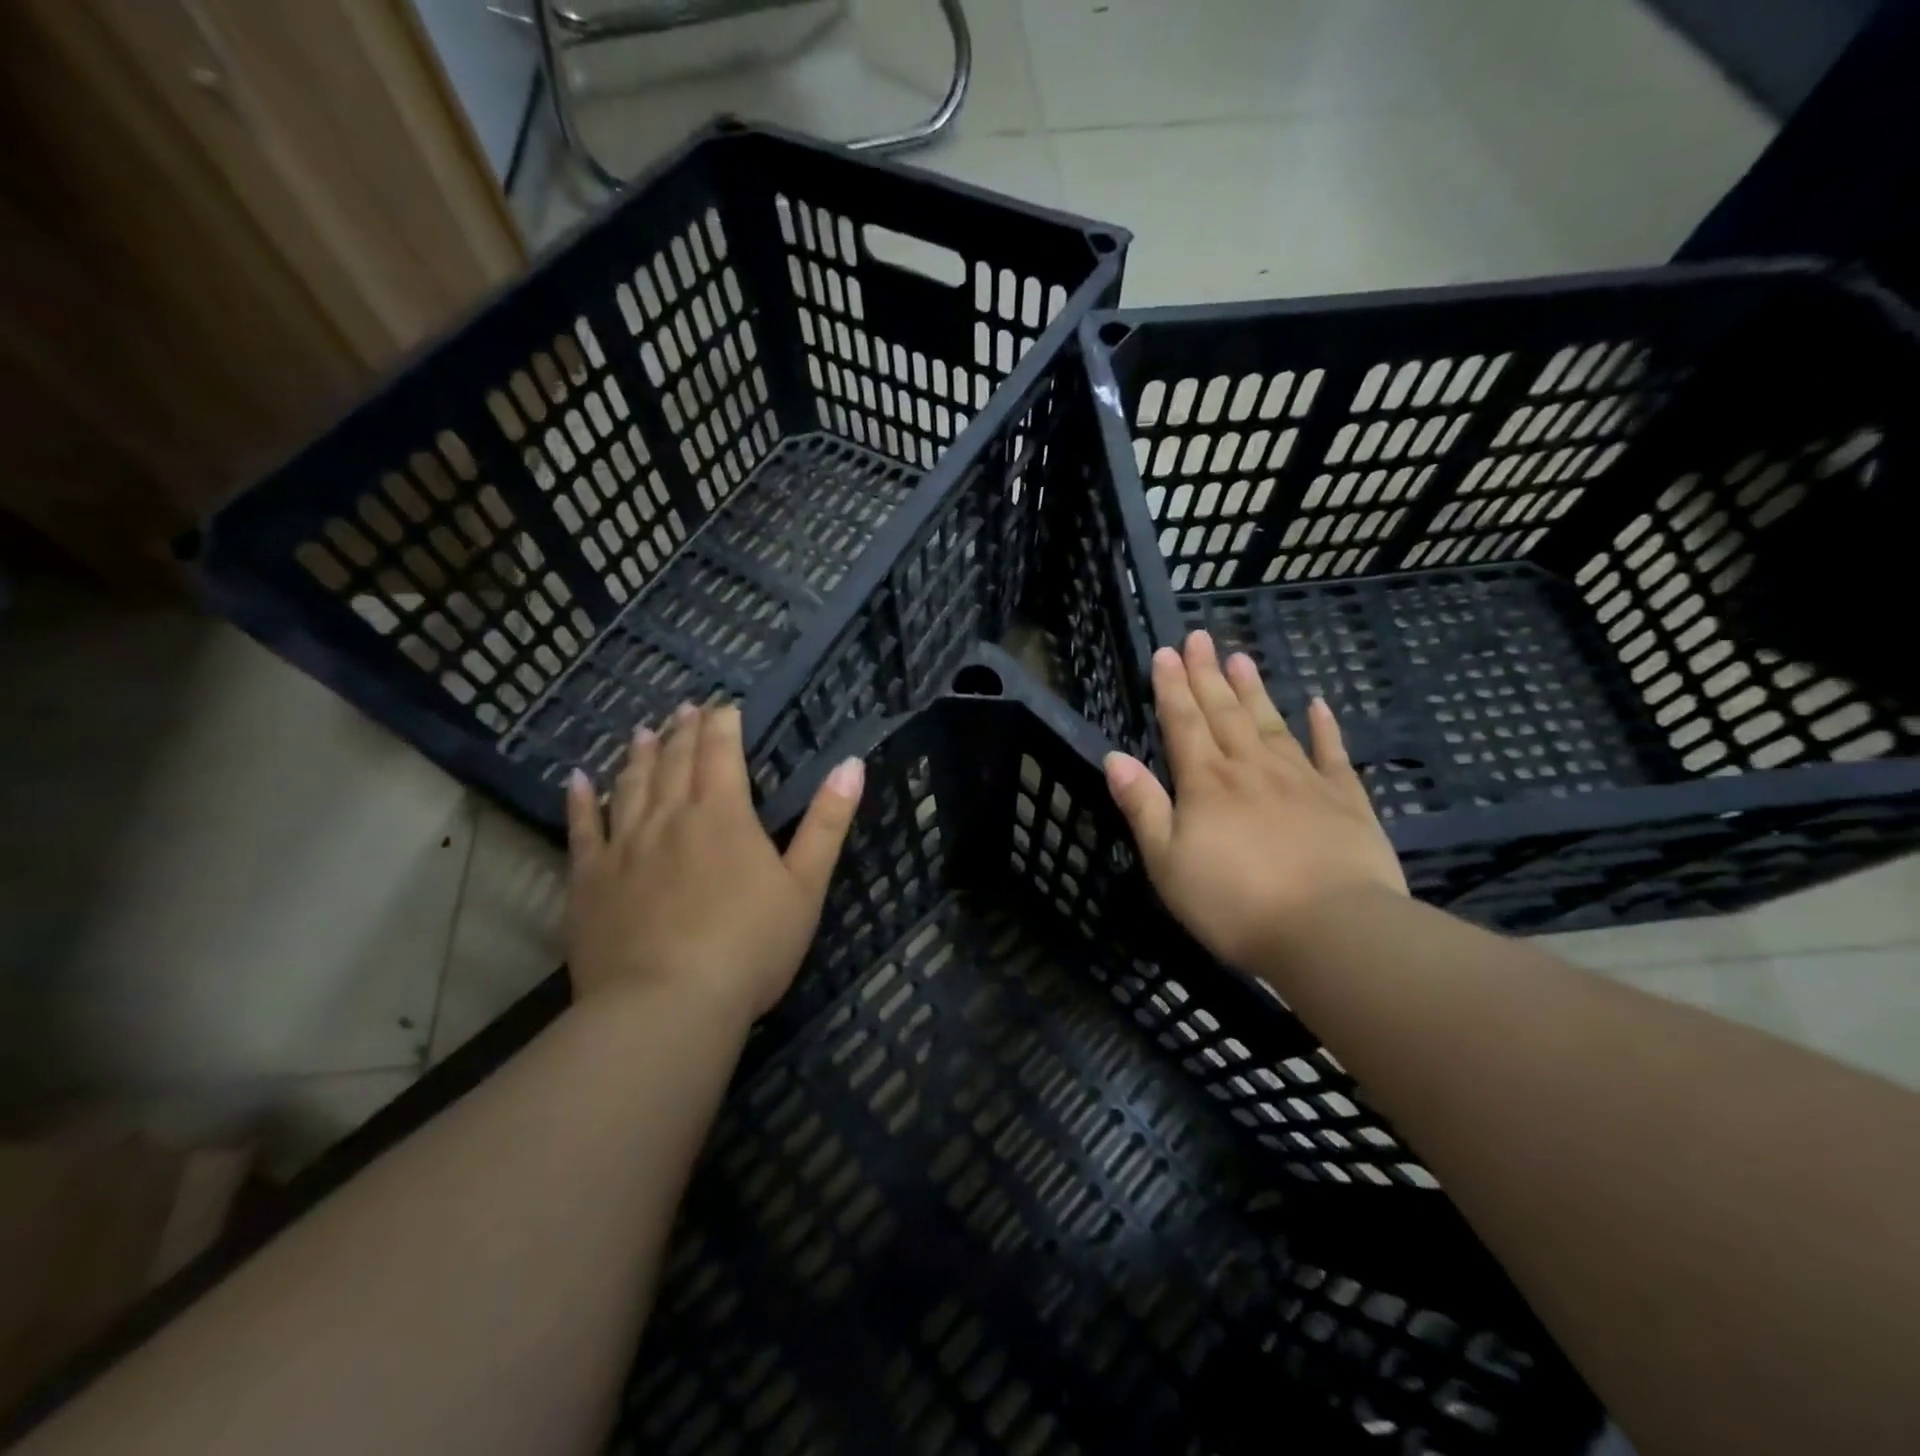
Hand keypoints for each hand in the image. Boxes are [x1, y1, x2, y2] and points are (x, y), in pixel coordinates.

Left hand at [564, 702, 864, 1022]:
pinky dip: (580, 801)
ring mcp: (623, 847)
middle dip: (683, 731)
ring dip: (638, 755)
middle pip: (675, 762)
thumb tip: (851, 764)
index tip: (723, 706)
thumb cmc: (749, 947)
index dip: (722, 725)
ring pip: (630, 786)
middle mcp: (669, 818)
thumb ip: (827, 823)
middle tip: (684, 708)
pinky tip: (576, 780)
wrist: (666, 1007)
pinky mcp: (589, 881)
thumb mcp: (806, 886)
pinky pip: (581, 829)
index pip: (721, 753)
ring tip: (643, 732)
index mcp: (723, 816)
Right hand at [1104, 632, 1406, 973]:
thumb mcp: (1167, 863)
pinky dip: (1324, 726)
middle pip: (1224, 712)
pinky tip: (1318, 703)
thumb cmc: (1234, 903)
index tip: (1165, 652)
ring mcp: (1301, 779)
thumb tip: (1115, 757)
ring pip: (1271, 722)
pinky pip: (1332, 752)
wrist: (1330, 930)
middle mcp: (1250, 768)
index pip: (1183, 722)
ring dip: (1253, 689)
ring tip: (1241, 656)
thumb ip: (1143, 807)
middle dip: (1207, 674)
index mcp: (1206, 783)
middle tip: (1199, 636)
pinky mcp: (1345, 798)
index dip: (1171, 687)